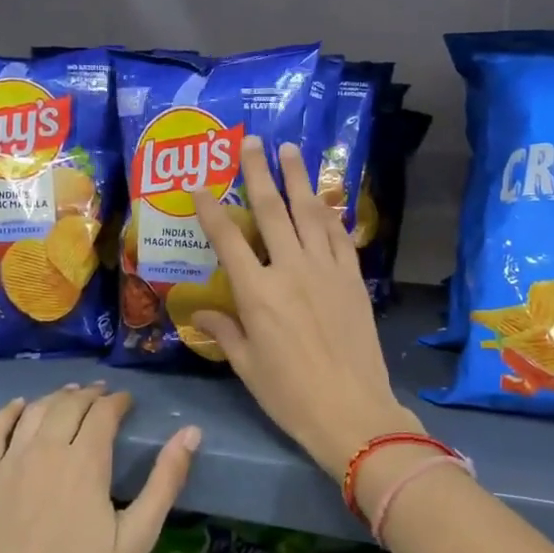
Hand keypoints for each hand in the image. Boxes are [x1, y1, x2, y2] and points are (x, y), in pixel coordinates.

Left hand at [0, 385, 199, 552]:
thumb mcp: (136, 539)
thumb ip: (164, 482)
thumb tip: (191, 433)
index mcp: (85, 463)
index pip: (104, 413)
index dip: (118, 402)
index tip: (128, 402)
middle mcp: (45, 452)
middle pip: (69, 405)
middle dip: (90, 395)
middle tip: (103, 396)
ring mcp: (9, 464)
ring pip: (35, 411)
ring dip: (56, 397)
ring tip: (70, 395)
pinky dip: (7, 412)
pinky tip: (19, 406)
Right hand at [190, 136, 422, 479]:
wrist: (353, 411)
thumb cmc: (291, 395)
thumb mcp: (247, 367)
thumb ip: (225, 332)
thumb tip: (200, 312)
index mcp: (257, 293)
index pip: (228, 240)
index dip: (212, 209)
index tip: (201, 185)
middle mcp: (290, 270)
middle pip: (272, 211)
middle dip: (260, 172)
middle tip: (253, 140)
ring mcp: (326, 270)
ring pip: (309, 214)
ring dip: (299, 179)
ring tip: (290, 150)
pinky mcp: (353, 279)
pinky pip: (339, 237)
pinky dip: (329, 214)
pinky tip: (324, 198)